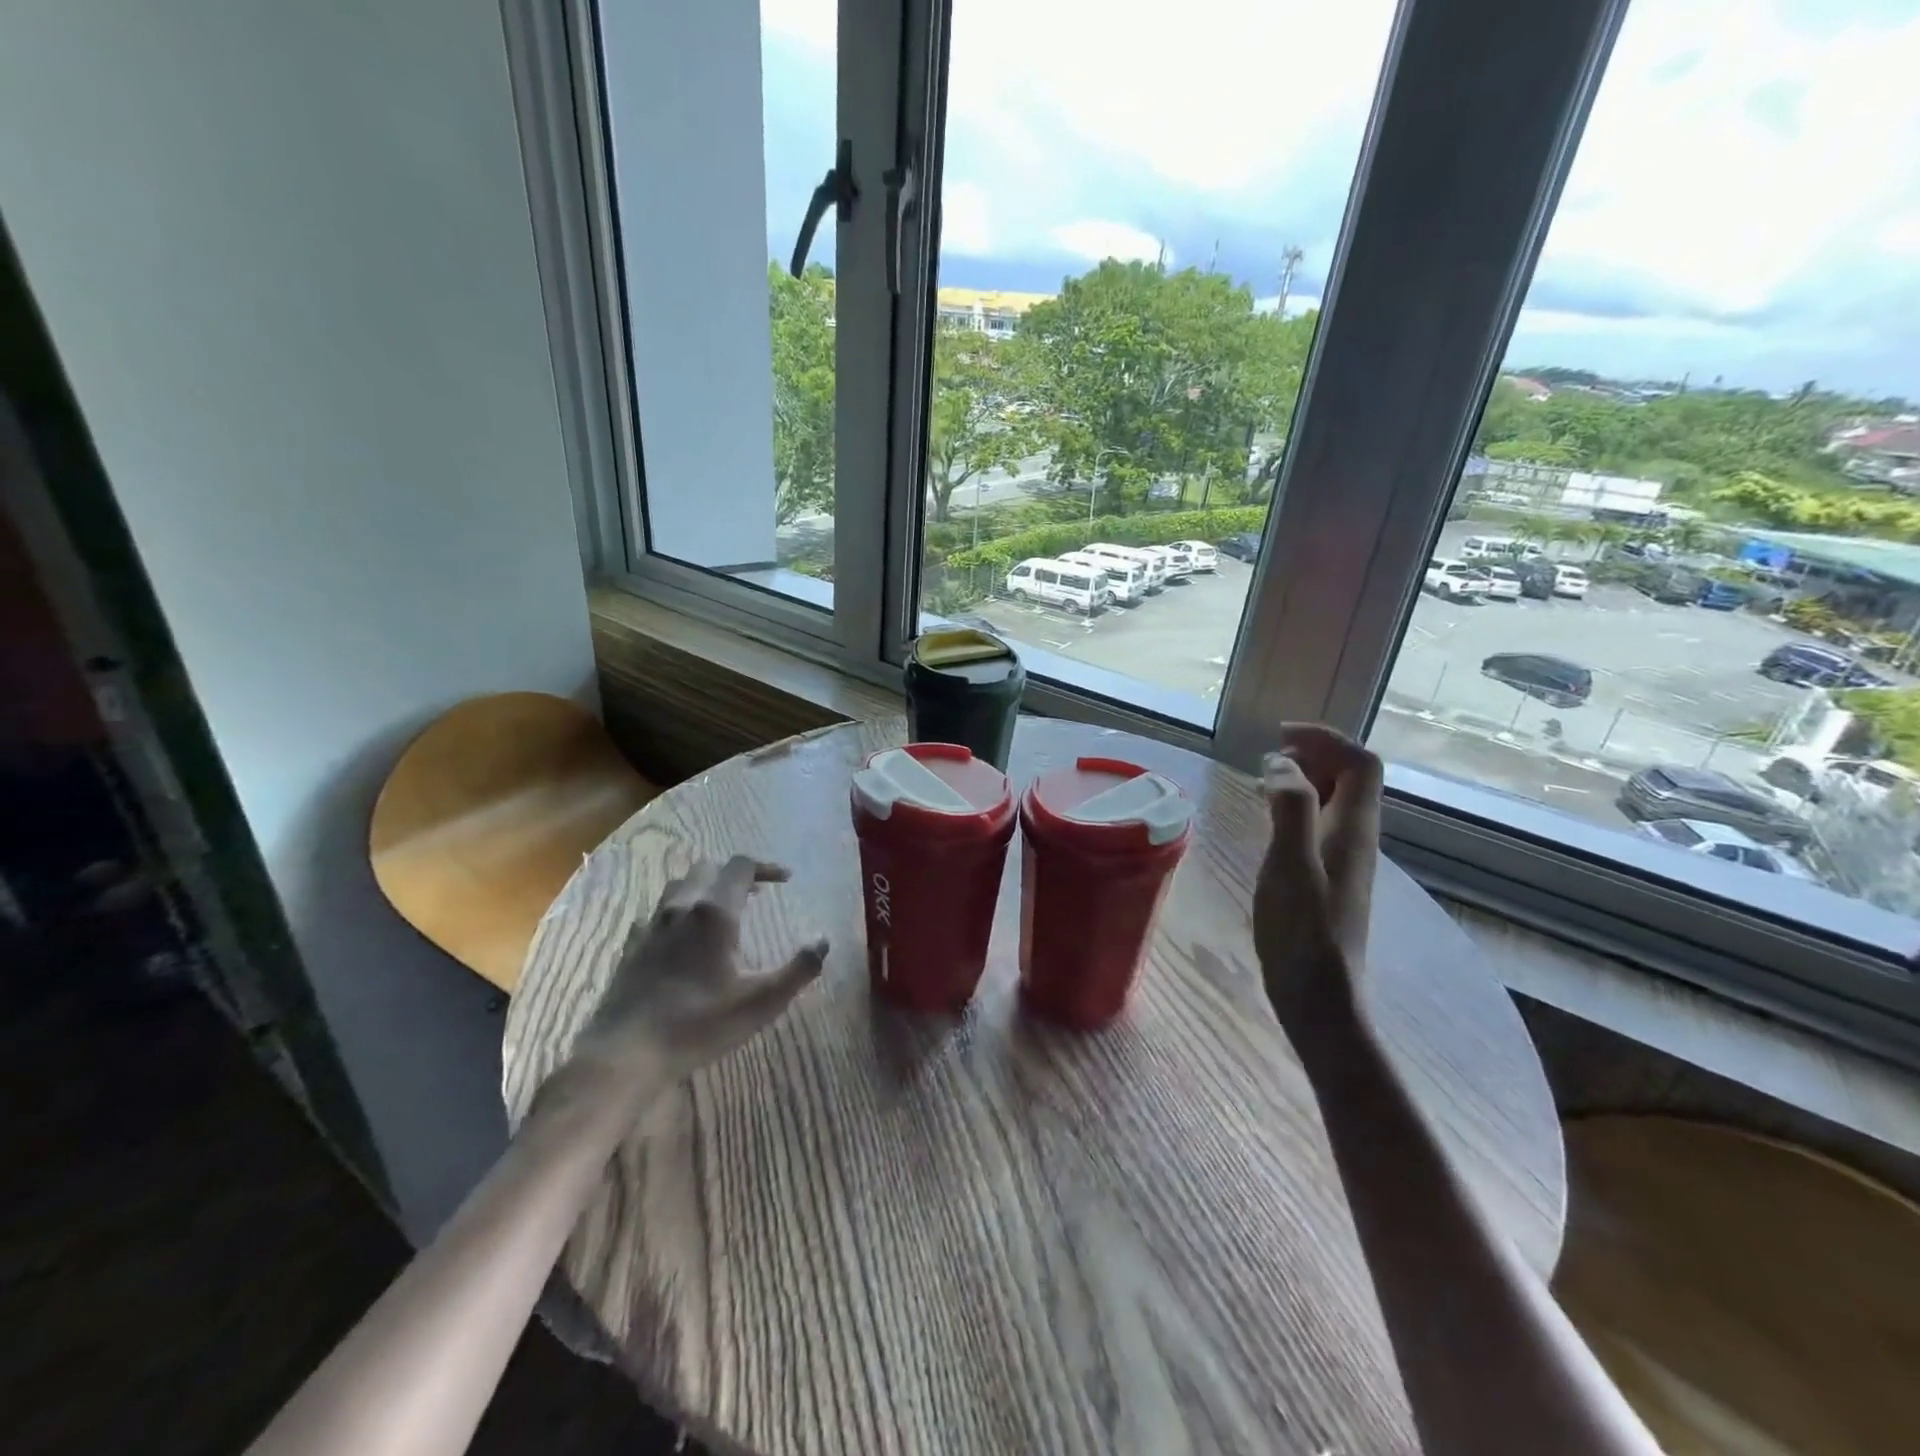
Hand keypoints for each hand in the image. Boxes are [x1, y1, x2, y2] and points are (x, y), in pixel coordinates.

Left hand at [545, 856, 826, 1113]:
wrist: (625, 1054)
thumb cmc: (699, 1024)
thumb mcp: (761, 1002)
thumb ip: (798, 969)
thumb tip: (823, 941)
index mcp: (714, 913)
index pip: (741, 866)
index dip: (766, 867)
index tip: (785, 880)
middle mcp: (681, 908)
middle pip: (707, 869)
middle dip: (734, 875)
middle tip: (755, 895)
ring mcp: (651, 926)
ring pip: (679, 887)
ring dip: (704, 889)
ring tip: (722, 912)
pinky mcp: (630, 947)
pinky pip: (657, 914)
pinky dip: (677, 914)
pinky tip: (682, 939)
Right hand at [1254, 724, 1382, 1031]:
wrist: (1319, 995)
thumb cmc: (1302, 931)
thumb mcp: (1290, 864)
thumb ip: (1291, 807)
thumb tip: (1281, 764)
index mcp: (1353, 829)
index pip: (1360, 763)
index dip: (1327, 739)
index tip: (1281, 735)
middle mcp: (1355, 838)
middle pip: (1352, 777)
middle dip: (1314, 754)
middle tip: (1269, 756)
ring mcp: (1343, 859)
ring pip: (1334, 801)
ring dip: (1304, 779)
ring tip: (1262, 780)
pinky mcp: (1327, 877)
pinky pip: (1318, 823)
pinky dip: (1295, 806)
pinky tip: (1268, 820)